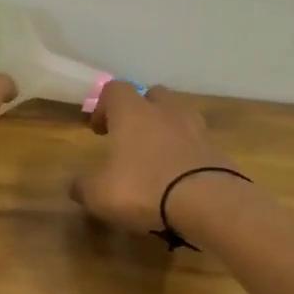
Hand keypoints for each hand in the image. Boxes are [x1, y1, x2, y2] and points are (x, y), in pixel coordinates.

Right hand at [71, 82, 238, 238]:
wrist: (208, 203)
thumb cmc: (144, 189)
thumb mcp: (100, 195)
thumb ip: (84, 187)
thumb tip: (75, 186)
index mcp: (133, 113)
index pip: (115, 89)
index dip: (103, 106)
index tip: (98, 131)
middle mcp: (166, 112)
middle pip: (153, 95)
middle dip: (140, 111)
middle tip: (130, 138)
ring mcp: (197, 129)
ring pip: (179, 116)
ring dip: (166, 130)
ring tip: (157, 156)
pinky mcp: (218, 151)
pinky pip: (197, 143)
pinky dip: (187, 154)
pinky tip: (179, 178)